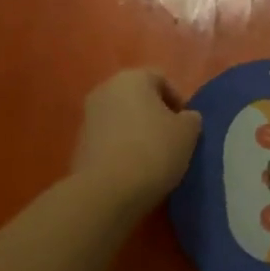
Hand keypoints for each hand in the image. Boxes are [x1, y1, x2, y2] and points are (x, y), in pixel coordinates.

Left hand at [70, 69, 202, 216]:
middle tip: (172, 138)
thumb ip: (190, 119)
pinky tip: (133, 169)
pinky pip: (108, 139)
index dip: (178, 100)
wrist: (106, 192)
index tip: (186, 125)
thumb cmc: (153, 151)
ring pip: (121, 118)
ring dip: (137, 131)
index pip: (161, 78)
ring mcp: (88, 117)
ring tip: (153, 157)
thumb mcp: (188, 133)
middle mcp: (105, 90)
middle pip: (138, 97)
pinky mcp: (78, 144)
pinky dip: (121, 147)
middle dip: (155, 114)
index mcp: (132, 78)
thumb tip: (185, 118)